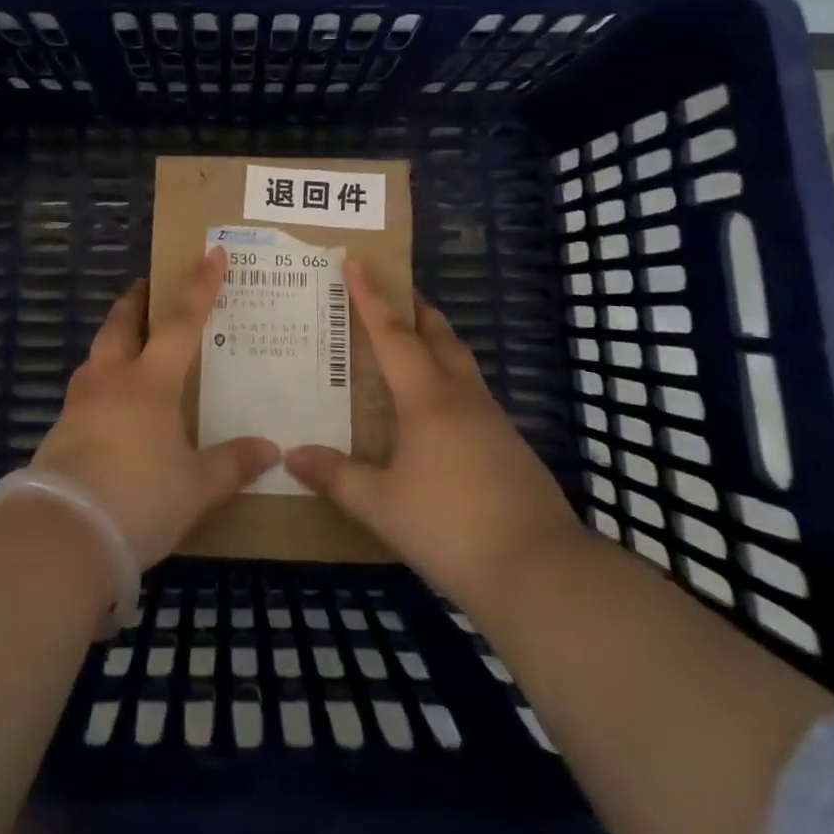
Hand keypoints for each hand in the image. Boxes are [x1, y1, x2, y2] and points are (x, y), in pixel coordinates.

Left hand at [31, 248, 279, 568]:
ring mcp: (80, 403)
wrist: (62, 536)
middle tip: (148, 287)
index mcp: (150, 381)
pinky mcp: (60, 432)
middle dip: (137, 300)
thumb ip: (233, 464)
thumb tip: (272, 450)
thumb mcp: (196, 487)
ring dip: (114, 337)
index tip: (211, 253)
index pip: (181, 321)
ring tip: (129, 342)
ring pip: (98, 353)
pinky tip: (110, 403)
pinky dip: (101, 379)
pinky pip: (85, 389)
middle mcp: (111, 380)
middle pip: (122, 324)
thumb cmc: (139, 499)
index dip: (199, 286)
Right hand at [285, 263, 584, 612]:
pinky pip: (472, 392)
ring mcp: (492, 419)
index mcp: (427, 398)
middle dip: (413, 308)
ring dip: (436, 341)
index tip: (356, 261)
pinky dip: (450, 379)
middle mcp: (461, 396)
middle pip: (437, 334)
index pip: (392, 333)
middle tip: (390, 293)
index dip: (371, 296)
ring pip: (460, 361)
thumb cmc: (451, 528)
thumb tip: (292, 454)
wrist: (541, 572)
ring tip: (412, 342)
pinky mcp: (510, 445)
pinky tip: (439, 409)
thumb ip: (336, 477)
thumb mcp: (382, 506)